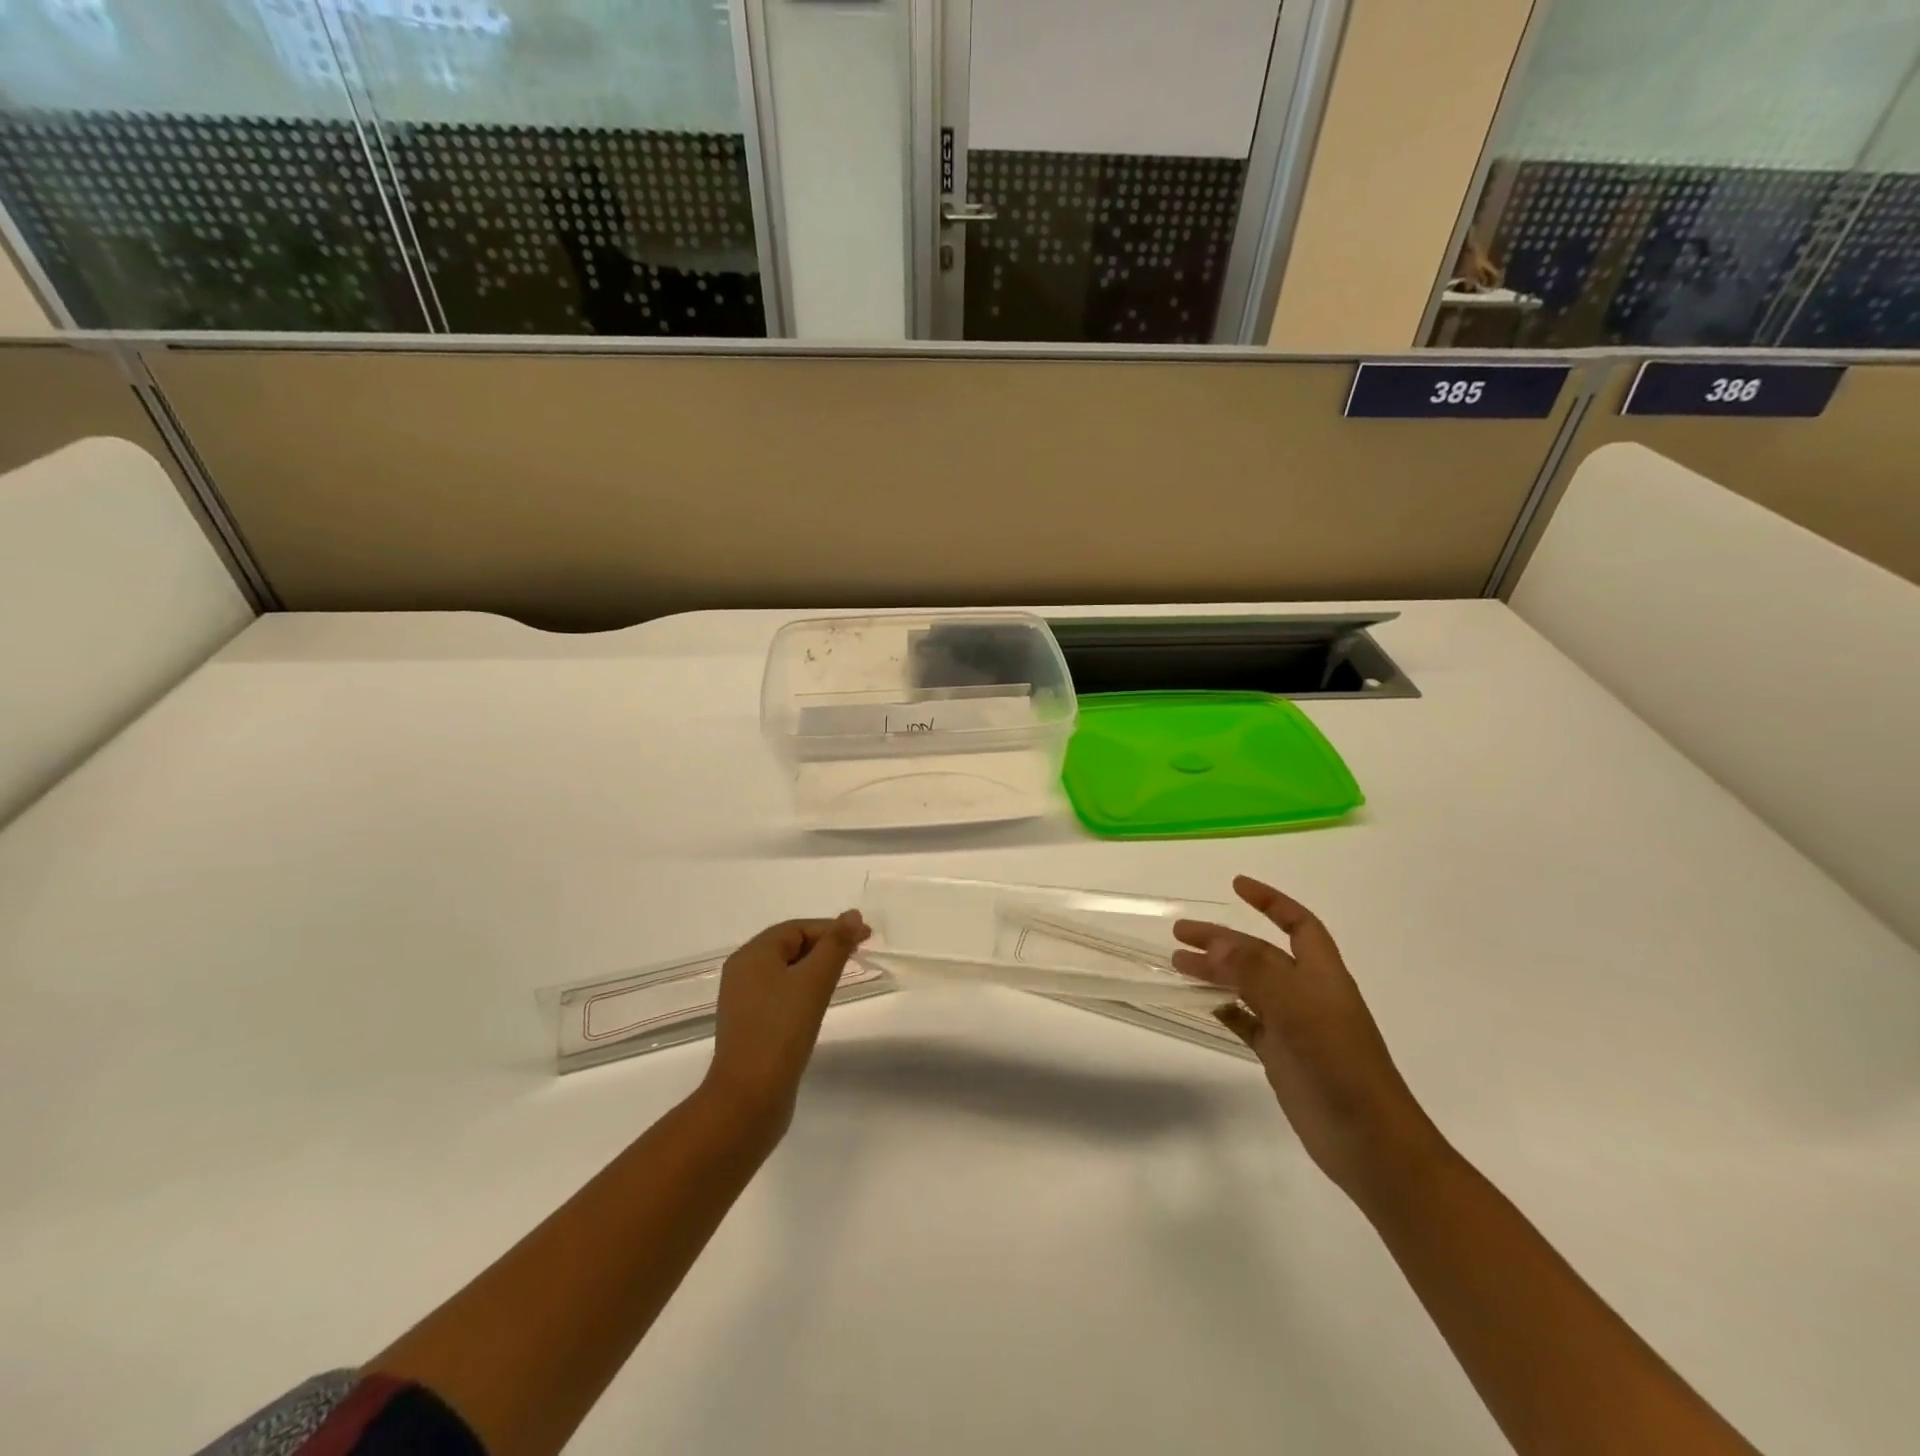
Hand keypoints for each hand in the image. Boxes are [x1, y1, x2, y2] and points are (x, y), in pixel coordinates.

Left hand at [702, 912, 870, 1138]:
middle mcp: (742, 972)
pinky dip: (802, 989)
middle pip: (789, 946)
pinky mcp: (749, 1025)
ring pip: (785, 971)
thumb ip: (836, 945)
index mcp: (752, 955)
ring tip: (842, 975)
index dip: (833, 928)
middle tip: (858, 953)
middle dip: (825, 945)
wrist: (749, 1098)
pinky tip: (818, 1003)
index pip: (798, 928)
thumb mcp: (815, 981)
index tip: (866, 937)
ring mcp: (743, 1001)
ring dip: (815, 967)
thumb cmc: (782, 1030)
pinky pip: (779, 994)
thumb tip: (853, 914)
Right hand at [1173, 877, 1437, 1200]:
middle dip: (1222, 939)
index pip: (1297, 924)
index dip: (1270, 901)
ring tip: (1177, 964)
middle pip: (1259, 954)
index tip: (1235, 886)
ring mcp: (1294, 1026)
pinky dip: (1224, 1008)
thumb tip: (1215, 943)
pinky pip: (1246, 1021)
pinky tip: (1201, 1003)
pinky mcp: (1281, 1056)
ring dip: (1215, 971)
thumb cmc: (1341, 1067)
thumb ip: (1255, 973)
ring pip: (1247, 986)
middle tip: (1180, 933)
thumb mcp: (1298, 1011)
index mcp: (1321, 975)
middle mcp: (1306, 994)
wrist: (1371, 1144)